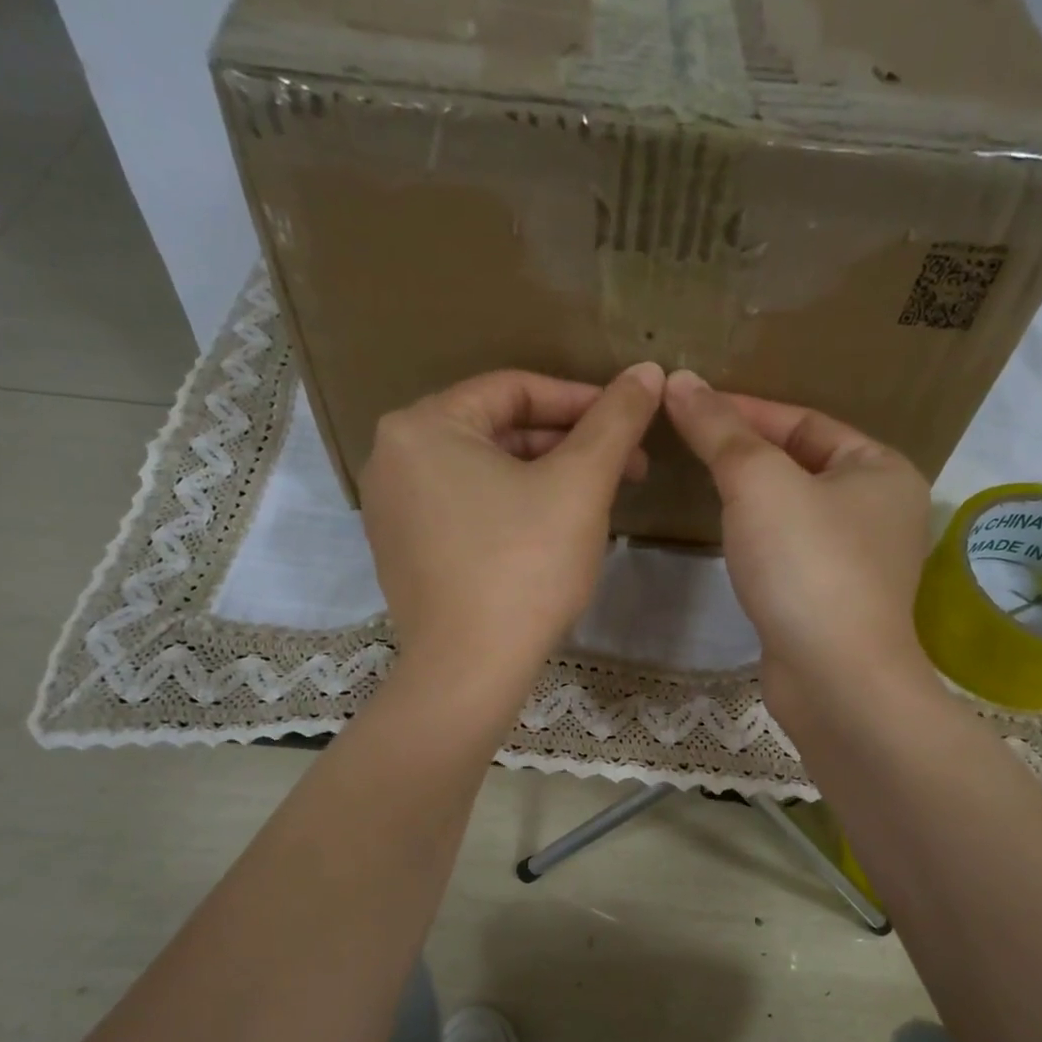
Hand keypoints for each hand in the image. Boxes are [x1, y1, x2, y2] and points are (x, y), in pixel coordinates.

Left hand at [360, 364, 662, 687]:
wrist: (470, 670)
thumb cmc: (524, 567)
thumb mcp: (580, 484)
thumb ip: (616, 420)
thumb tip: (648, 371)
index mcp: (423, 426)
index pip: (516, 390)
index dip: (583, 401)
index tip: (632, 421)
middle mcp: (394, 458)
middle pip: (499, 432)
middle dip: (569, 446)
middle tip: (627, 469)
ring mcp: (393, 510)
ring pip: (487, 474)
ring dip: (547, 479)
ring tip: (599, 501)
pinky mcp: (405, 552)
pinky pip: (468, 510)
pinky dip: (514, 509)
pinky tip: (554, 533)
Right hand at [664, 370, 933, 727]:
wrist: (833, 678)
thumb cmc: (806, 564)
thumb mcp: (759, 482)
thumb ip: (720, 429)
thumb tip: (681, 381)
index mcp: (882, 469)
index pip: (805, 421)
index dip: (745, 408)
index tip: (689, 404)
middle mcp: (881, 511)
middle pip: (801, 463)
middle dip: (746, 451)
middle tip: (687, 442)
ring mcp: (859, 561)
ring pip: (794, 510)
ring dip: (750, 496)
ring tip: (699, 481)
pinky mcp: (832, 601)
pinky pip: (790, 551)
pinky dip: (758, 538)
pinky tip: (727, 536)